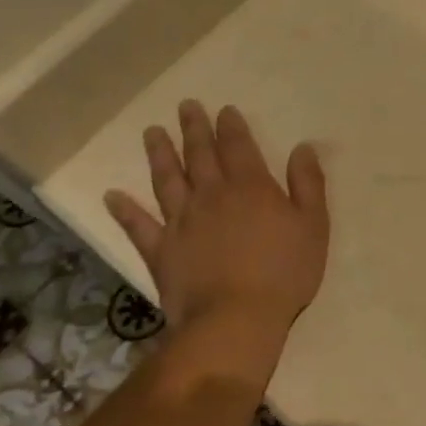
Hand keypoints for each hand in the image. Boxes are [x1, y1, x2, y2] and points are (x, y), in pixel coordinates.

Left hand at [104, 100, 328, 340]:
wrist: (236, 319)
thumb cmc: (284, 272)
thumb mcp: (313, 225)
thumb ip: (307, 183)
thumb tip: (303, 147)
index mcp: (250, 187)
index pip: (238, 147)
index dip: (231, 126)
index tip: (224, 109)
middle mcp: (211, 196)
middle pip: (200, 155)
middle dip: (194, 129)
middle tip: (185, 106)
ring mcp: (181, 223)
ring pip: (167, 180)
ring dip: (160, 155)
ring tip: (152, 132)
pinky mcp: (161, 252)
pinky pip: (139, 227)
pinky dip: (125, 211)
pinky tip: (112, 196)